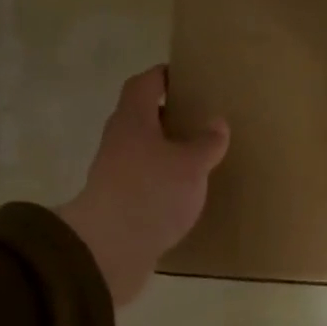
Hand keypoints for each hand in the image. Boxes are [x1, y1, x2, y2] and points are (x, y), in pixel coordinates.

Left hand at [56, 66, 228, 306]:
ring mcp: (114, 174)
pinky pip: (144, 182)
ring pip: (143, 151)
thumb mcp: (190, 165)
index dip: (163, 76)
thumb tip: (216, 123)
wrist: (109, 249)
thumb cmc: (151, 193)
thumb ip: (206, 143)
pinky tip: (184, 193)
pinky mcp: (118, 204)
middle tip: (200, 118)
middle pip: (141, 117)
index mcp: (132, 120)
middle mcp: (118, 141)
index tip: (185, 77)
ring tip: (198, 156)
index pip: (144, 84)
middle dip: (168, 116)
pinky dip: (162, 181)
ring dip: (166, 151)